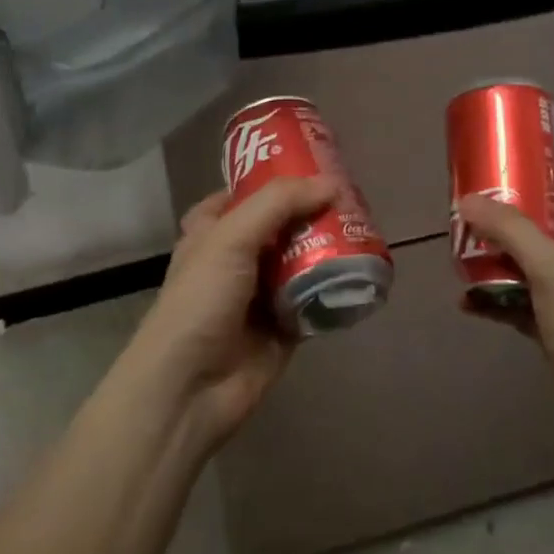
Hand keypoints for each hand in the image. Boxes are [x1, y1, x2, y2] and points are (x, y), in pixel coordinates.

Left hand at [131, 176, 339, 448]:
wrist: (189, 389)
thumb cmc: (199, 301)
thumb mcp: (230, 237)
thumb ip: (278, 204)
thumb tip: (331, 184)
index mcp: (211, 233)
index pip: (239, 195)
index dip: (270, 179)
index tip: (309, 164)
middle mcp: (235, 260)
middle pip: (278, 226)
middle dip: (310, 212)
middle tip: (350, 196)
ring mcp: (260, 295)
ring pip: (299, 261)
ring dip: (327, 247)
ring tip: (365, 226)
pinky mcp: (283, 328)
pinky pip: (314, 299)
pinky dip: (334, 287)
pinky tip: (363, 269)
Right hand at [456, 169, 553, 426]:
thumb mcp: (552, 268)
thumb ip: (511, 231)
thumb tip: (469, 200)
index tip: (541, 175)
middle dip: (518, 225)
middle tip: (483, 216)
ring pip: (532, 273)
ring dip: (500, 264)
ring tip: (465, 256)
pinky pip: (520, 309)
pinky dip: (495, 303)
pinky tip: (467, 304)